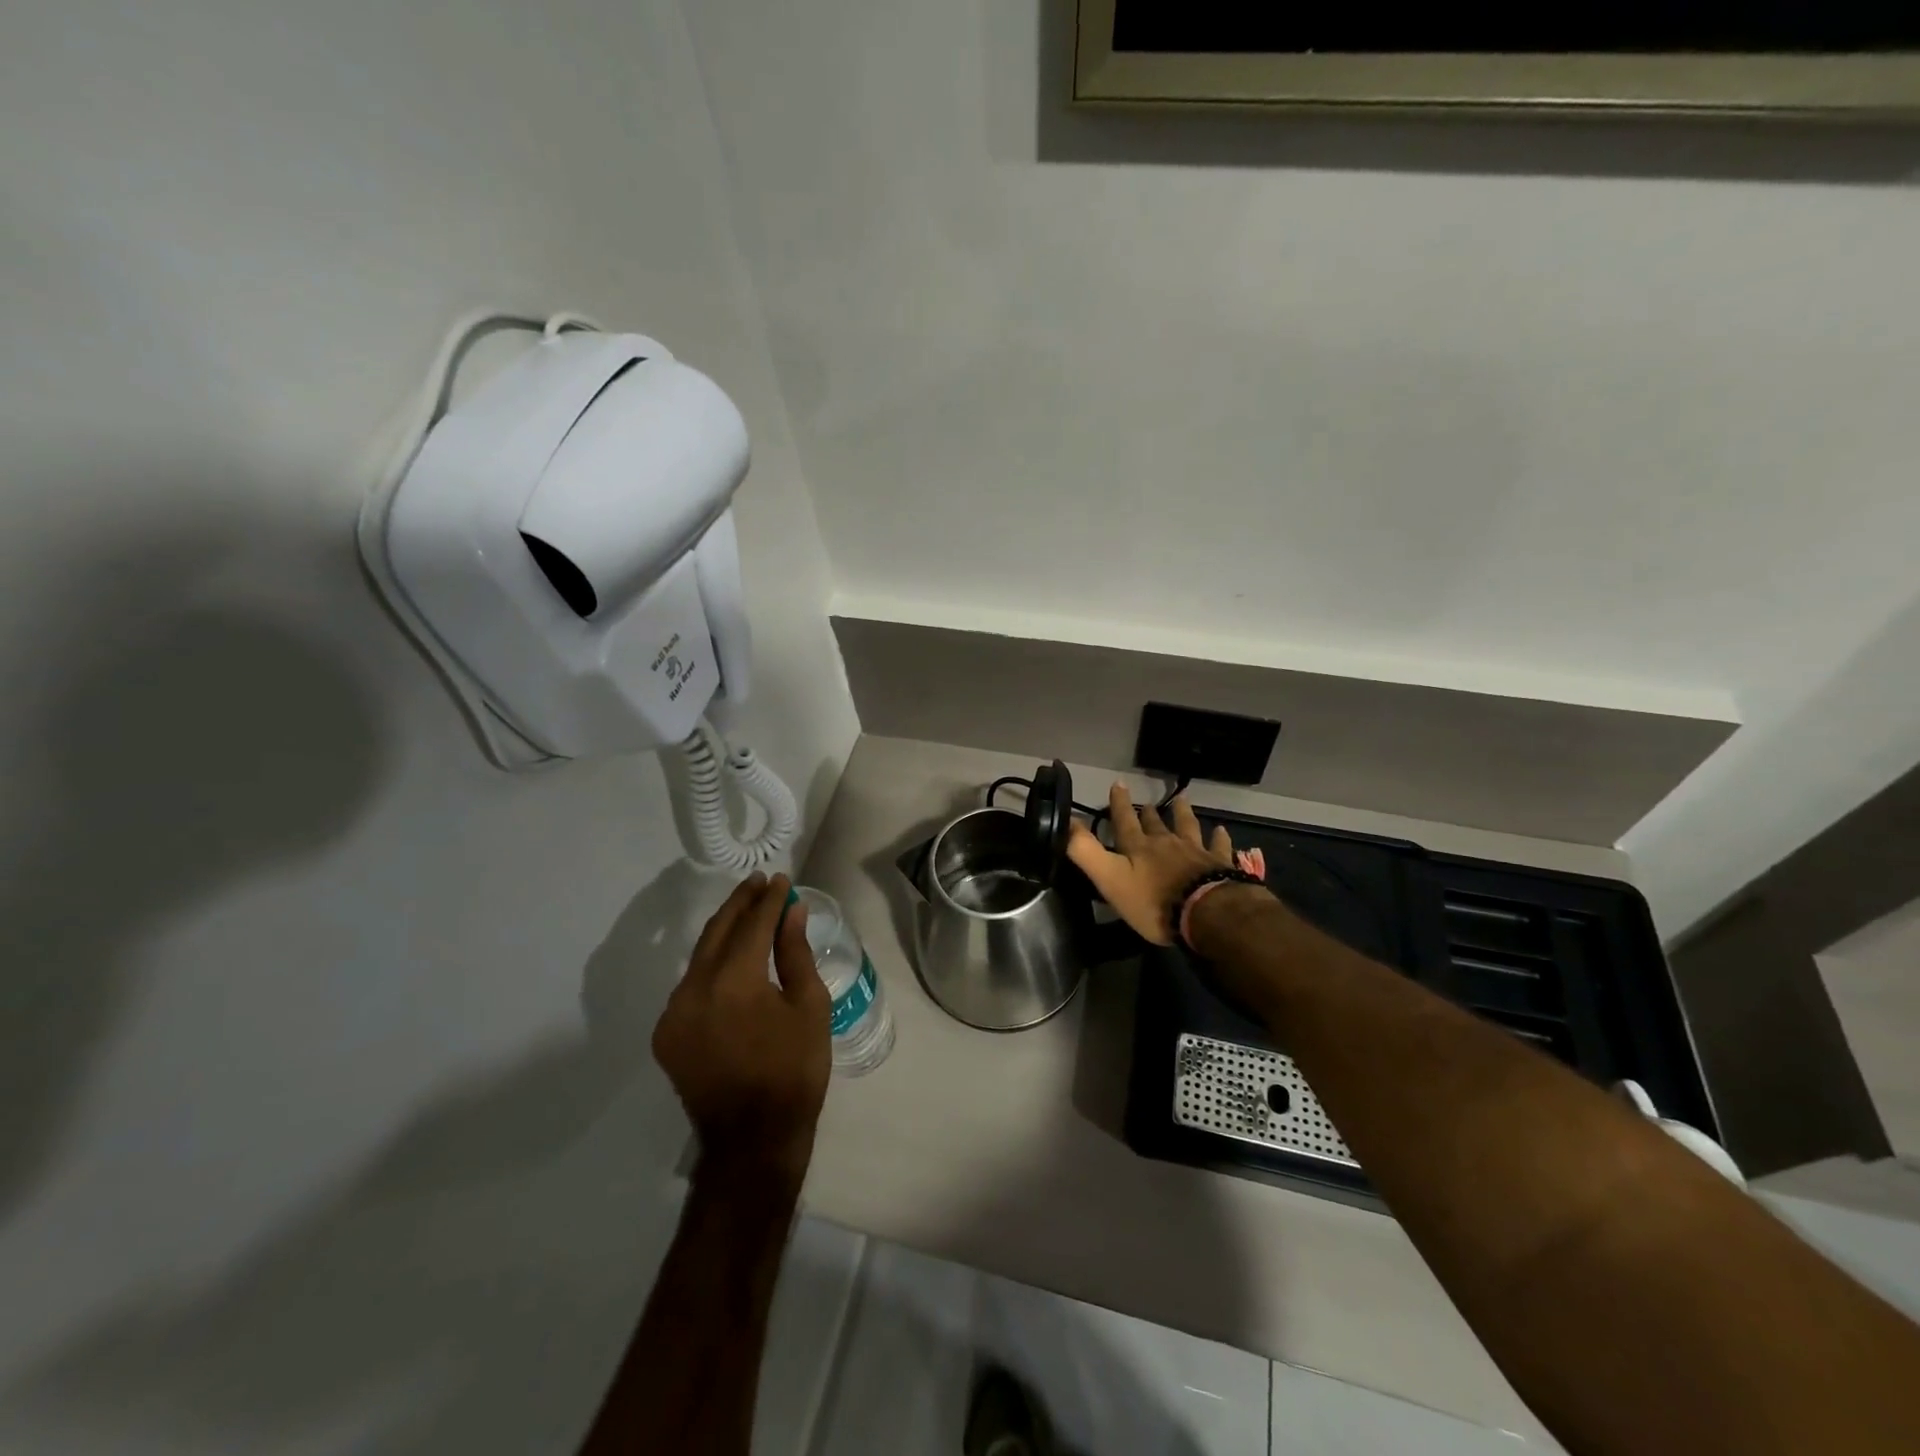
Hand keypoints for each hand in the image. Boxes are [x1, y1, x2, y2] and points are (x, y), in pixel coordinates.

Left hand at [652, 873, 831, 1189]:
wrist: (753, 1141)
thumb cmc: (794, 1071)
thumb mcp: (809, 1007)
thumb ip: (795, 953)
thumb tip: (791, 911)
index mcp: (734, 982)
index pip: (753, 924)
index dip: (769, 900)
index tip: (780, 880)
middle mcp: (694, 989)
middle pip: (718, 931)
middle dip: (740, 904)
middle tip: (759, 883)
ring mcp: (674, 1013)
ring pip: (700, 957)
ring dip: (724, 931)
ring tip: (747, 912)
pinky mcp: (666, 1034)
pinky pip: (690, 985)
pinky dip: (711, 964)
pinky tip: (729, 958)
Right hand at [1067, 782, 1236, 945]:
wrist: (1205, 912)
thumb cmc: (1153, 901)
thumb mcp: (1110, 878)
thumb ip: (1086, 852)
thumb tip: (1066, 822)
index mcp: (1138, 848)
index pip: (1124, 821)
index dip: (1119, 804)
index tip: (1117, 784)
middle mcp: (1166, 843)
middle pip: (1155, 824)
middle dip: (1148, 813)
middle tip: (1146, 803)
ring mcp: (1195, 852)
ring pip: (1187, 827)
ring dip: (1182, 813)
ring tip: (1182, 799)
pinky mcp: (1219, 864)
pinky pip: (1219, 846)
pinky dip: (1219, 837)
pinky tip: (1221, 830)